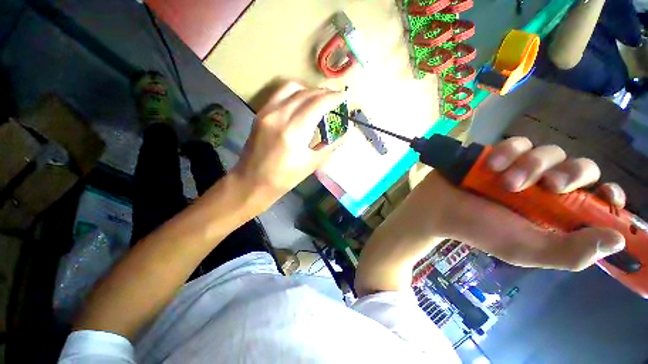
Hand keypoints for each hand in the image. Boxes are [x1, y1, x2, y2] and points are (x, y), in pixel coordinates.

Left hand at [232, 81, 345, 207]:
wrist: (252, 181)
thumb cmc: (284, 178)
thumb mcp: (312, 164)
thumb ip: (331, 146)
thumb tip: (346, 133)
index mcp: (294, 131)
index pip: (317, 104)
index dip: (333, 97)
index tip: (344, 96)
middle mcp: (279, 115)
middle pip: (306, 93)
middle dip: (324, 93)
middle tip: (335, 98)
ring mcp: (267, 112)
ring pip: (291, 88)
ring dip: (309, 90)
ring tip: (319, 99)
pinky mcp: (260, 113)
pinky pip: (280, 94)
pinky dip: (295, 93)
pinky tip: (302, 103)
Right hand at [383, 137, 625, 271]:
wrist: (437, 209)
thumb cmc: (478, 230)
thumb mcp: (525, 249)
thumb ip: (571, 252)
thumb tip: (618, 240)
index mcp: (554, 214)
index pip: (597, 201)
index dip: (609, 195)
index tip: (606, 195)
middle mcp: (543, 189)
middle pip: (580, 167)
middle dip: (571, 173)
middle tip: (549, 186)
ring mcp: (520, 168)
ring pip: (549, 151)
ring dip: (532, 164)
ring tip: (506, 182)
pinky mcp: (499, 154)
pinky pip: (518, 142)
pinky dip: (509, 152)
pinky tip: (492, 165)